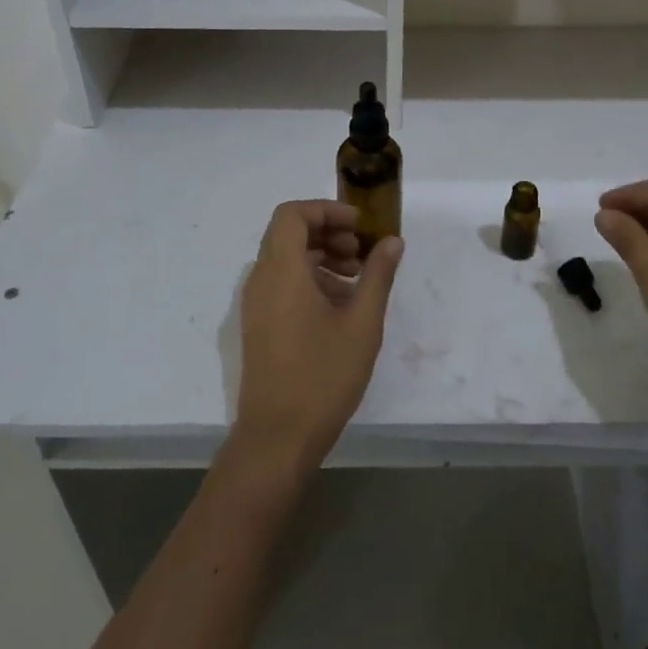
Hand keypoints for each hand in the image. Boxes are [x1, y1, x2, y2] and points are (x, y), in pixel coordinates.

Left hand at [234, 200, 402, 472]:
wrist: (277, 439)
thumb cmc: (322, 376)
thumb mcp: (362, 323)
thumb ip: (378, 275)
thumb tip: (392, 241)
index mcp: (282, 270)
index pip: (292, 214)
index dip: (326, 210)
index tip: (358, 225)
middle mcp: (261, 279)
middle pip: (288, 233)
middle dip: (328, 232)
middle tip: (362, 251)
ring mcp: (255, 304)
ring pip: (285, 258)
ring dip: (321, 256)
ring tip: (356, 279)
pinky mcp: (258, 324)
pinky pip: (281, 283)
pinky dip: (309, 278)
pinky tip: (339, 306)